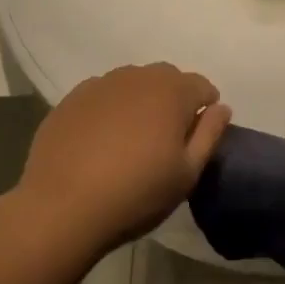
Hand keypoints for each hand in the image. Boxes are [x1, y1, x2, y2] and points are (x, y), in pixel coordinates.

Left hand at [18, 63, 231, 249]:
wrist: (62, 207)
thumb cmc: (136, 193)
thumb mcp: (187, 173)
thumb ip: (210, 134)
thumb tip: (221, 107)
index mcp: (172, 92)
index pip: (202, 86)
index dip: (205, 111)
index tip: (195, 139)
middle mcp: (138, 76)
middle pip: (167, 79)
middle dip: (174, 101)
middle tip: (166, 140)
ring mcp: (101, 84)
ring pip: (133, 84)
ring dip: (141, 102)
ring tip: (132, 139)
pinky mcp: (72, 98)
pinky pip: (103, 95)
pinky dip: (110, 109)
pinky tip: (101, 141)